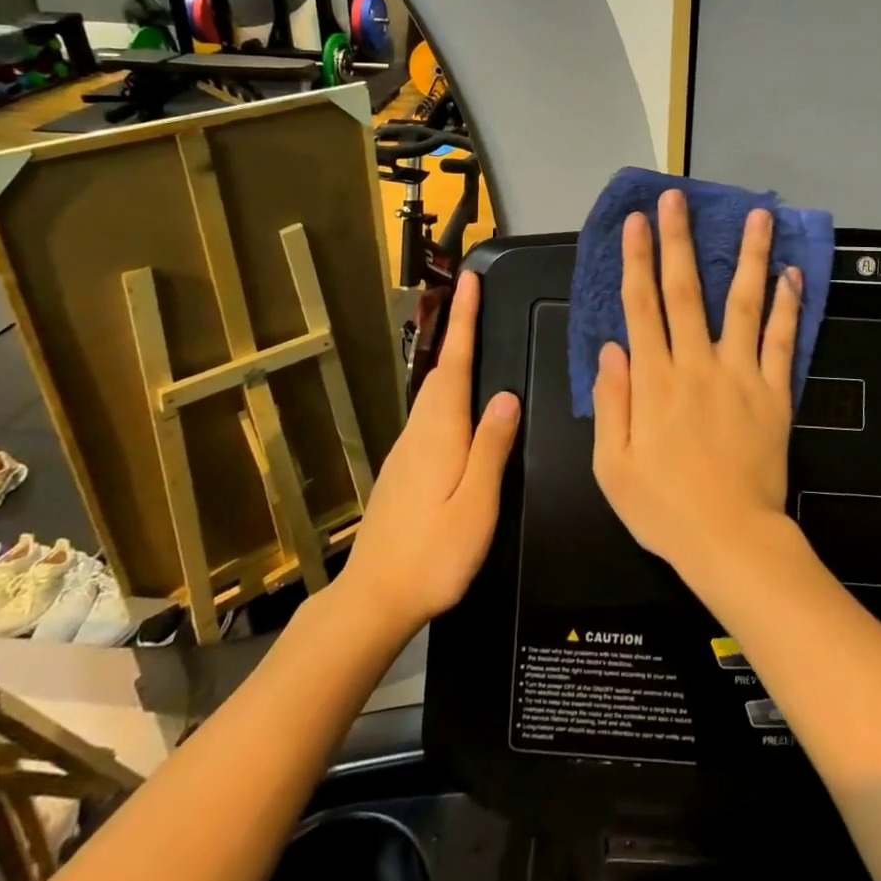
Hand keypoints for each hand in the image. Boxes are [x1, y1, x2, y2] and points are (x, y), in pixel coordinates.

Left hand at [336, 271, 518, 633]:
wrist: (374, 599)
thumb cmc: (434, 553)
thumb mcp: (478, 504)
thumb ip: (492, 447)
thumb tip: (507, 396)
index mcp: (441, 432)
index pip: (455, 363)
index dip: (463, 320)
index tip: (468, 280)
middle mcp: (419, 431)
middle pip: (441, 372)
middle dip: (457, 333)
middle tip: (476, 302)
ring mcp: (406, 451)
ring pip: (432, 393)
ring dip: (452, 362)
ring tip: (473, 344)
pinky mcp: (402, 470)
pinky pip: (429, 415)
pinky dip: (446, 394)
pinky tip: (461, 409)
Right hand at [592, 190, 803, 583]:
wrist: (731, 541)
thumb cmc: (664, 508)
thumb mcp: (612, 465)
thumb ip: (611, 401)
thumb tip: (611, 347)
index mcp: (654, 381)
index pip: (642, 306)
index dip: (637, 260)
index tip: (636, 223)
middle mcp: (697, 366)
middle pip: (687, 291)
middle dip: (679, 241)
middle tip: (678, 199)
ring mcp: (741, 376)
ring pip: (745, 304)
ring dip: (749, 257)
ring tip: (757, 216)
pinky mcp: (775, 393)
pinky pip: (783, 343)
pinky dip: (789, 307)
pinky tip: (793, 275)